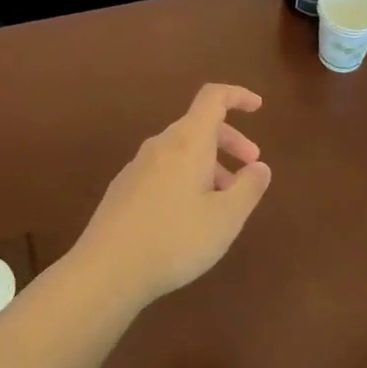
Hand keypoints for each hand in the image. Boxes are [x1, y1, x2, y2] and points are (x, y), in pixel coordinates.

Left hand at [69, 84, 272, 308]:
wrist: (106, 271)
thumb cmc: (175, 239)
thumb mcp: (226, 218)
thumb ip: (249, 187)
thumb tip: (260, 166)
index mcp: (188, 142)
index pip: (213, 98)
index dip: (238, 96)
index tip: (258, 107)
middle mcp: (160, 146)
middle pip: (199, 126)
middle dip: (230, 141)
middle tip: (251, 166)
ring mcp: (137, 167)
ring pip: (181, 152)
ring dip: (210, 165)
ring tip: (225, 200)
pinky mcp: (123, 190)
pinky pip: (164, 170)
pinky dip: (187, 179)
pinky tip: (191, 216)